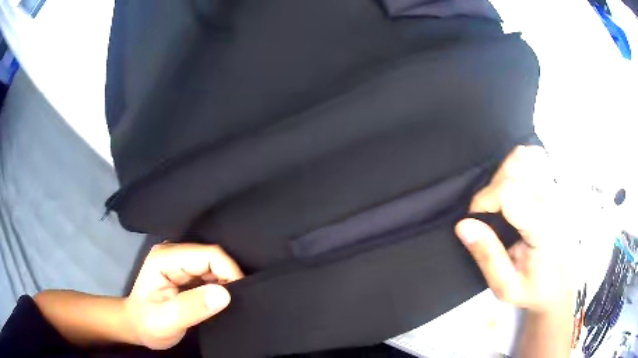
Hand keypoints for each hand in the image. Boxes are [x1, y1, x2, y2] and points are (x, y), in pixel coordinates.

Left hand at [124, 243, 243, 349]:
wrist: (137, 326)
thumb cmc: (147, 324)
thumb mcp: (166, 321)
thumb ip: (192, 308)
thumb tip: (224, 295)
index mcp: (165, 259)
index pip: (207, 255)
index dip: (229, 271)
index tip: (240, 296)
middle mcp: (173, 253)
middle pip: (212, 256)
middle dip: (229, 277)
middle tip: (238, 302)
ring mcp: (178, 260)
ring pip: (213, 263)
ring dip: (226, 282)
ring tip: (231, 302)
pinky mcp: (184, 270)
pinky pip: (210, 272)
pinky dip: (221, 285)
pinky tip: (221, 299)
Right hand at [455, 146, 572, 313]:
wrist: (561, 283)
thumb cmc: (534, 289)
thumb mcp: (506, 287)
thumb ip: (487, 257)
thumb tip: (463, 225)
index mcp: (542, 228)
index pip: (507, 192)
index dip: (483, 201)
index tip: (474, 222)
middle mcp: (552, 201)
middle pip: (513, 169)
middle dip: (491, 189)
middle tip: (490, 217)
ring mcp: (556, 190)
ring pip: (524, 157)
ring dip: (504, 176)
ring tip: (502, 204)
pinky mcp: (556, 186)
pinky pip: (535, 158)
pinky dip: (520, 165)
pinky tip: (516, 188)